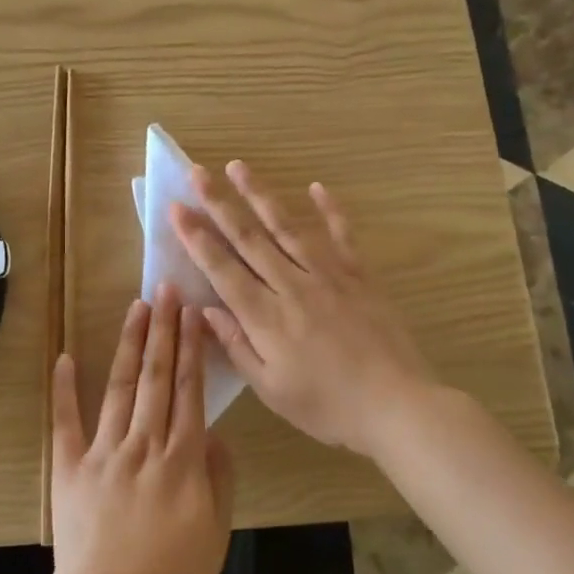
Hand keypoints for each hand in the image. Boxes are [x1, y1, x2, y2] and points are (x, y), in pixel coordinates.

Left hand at [48, 285, 234, 573]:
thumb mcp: (215, 535)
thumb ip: (219, 480)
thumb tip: (215, 433)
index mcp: (182, 460)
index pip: (189, 391)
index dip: (192, 348)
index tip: (194, 312)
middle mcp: (144, 444)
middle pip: (157, 377)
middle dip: (164, 330)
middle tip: (167, 289)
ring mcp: (103, 452)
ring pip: (120, 388)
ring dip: (129, 345)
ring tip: (137, 308)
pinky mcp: (70, 468)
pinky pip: (66, 422)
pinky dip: (64, 389)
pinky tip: (66, 357)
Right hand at [170, 161, 443, 457]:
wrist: (397, 406)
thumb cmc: (328, 406)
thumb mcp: (272, 389)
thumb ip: (237, 346)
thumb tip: (205, 309)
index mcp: (266, 317)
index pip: (222, 269)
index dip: (196, 238)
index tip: (176, 208)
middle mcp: (292, 285)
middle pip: (249, 238)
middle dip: (219, 203)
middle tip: (197, 172)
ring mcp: (328, 275)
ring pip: (287, 226)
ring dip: (260, 194)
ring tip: (239, 167)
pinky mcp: (359, 274)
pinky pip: (341, 234)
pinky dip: (330, 208)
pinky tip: (315, 186)